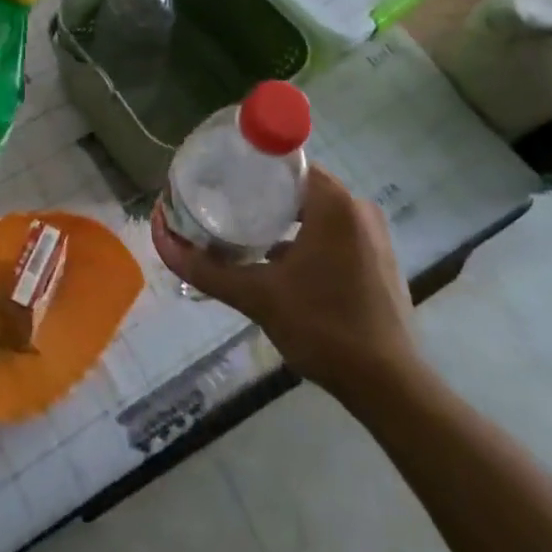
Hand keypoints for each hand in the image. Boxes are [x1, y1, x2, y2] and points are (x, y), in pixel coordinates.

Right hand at [151, 165, 419, 394]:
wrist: (390, 389)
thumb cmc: (324, 328)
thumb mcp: (258, 296)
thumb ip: (207, 268)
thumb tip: (160, 238)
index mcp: (334, 202)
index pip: (285, 163)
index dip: (251, 166)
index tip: (222, 177)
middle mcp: (358, 207)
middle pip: (298, 186)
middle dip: (262, 195)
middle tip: (224, 207)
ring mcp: (374, 235)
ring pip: (316, 212)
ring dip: (284, 221)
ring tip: (245, 235)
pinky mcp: (380, 260)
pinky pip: (335, 233)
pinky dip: (307, 241)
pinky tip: (281, 266)